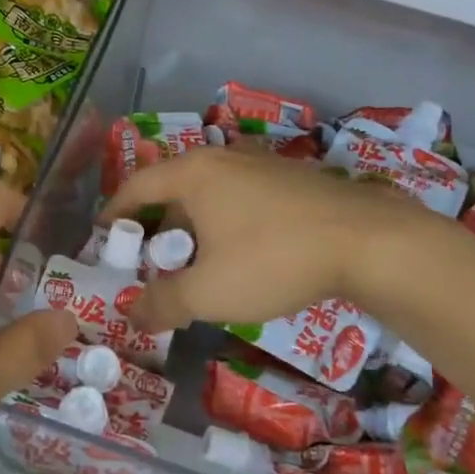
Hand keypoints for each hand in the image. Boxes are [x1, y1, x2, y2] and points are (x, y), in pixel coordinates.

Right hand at [100, 146, 428, 331]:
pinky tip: (243, 252)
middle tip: (150, 257)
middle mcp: (224, 158)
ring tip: (195, 259)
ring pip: (212, 191)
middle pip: (174, 186)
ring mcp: (263, 164)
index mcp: (194, 174)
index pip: (137, 185)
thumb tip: (131, 315)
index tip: (104, 235)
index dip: (116, 211)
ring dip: (194, 223)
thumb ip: (163, 304)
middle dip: (157, 222)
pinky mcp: (295, 178)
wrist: (370, 242)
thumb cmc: (273, 259)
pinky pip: (243, 196)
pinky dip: (227, 220)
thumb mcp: (209, 292)